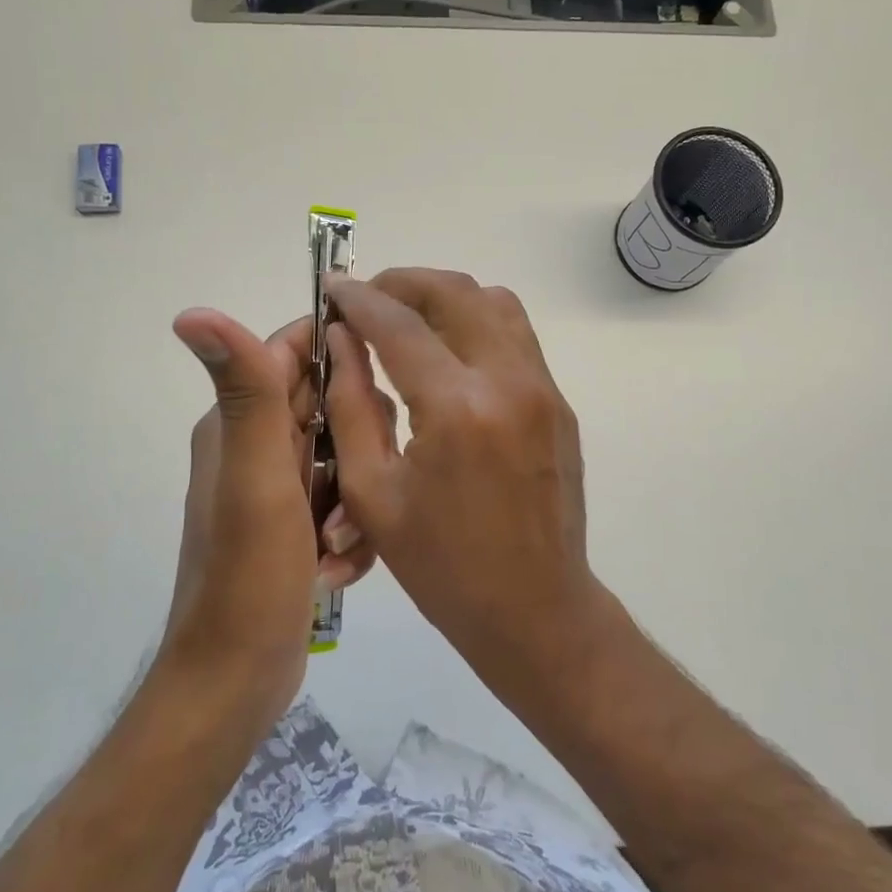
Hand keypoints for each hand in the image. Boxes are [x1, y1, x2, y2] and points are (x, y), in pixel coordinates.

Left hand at [162, 310, 374, 725]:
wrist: (236, 679)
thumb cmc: (249, 576)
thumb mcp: (257, 477)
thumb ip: (247, 393)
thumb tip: (191, 312)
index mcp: (238, 423)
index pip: (294, 351)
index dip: (342, 351)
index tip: (390, 367)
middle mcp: (255, 446)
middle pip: (330, 404)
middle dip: (361, 440)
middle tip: (365, 484)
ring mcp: (277, 488)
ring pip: (346, 455)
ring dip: (356, 495)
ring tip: (341, 542)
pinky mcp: (295, 525)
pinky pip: (342, 501)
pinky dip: (348, 529)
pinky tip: (336, 567)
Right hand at [322, 269, 594, 652]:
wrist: (534, 608)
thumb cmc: (442, 565)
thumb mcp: (373, 492)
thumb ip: (350, 404)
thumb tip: (340, 339)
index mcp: (456, 409)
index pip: (398, 323)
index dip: (359, 299)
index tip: (333, 286)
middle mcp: (508, 382)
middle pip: (455, 292)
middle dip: (403, 283)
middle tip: (367, 300)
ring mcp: (543, 389)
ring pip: (495, 302)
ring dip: (445, 297)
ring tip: (406, 320)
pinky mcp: (559, 402)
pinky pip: (515, 335)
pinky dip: (475, 323)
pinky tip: (446, 355)